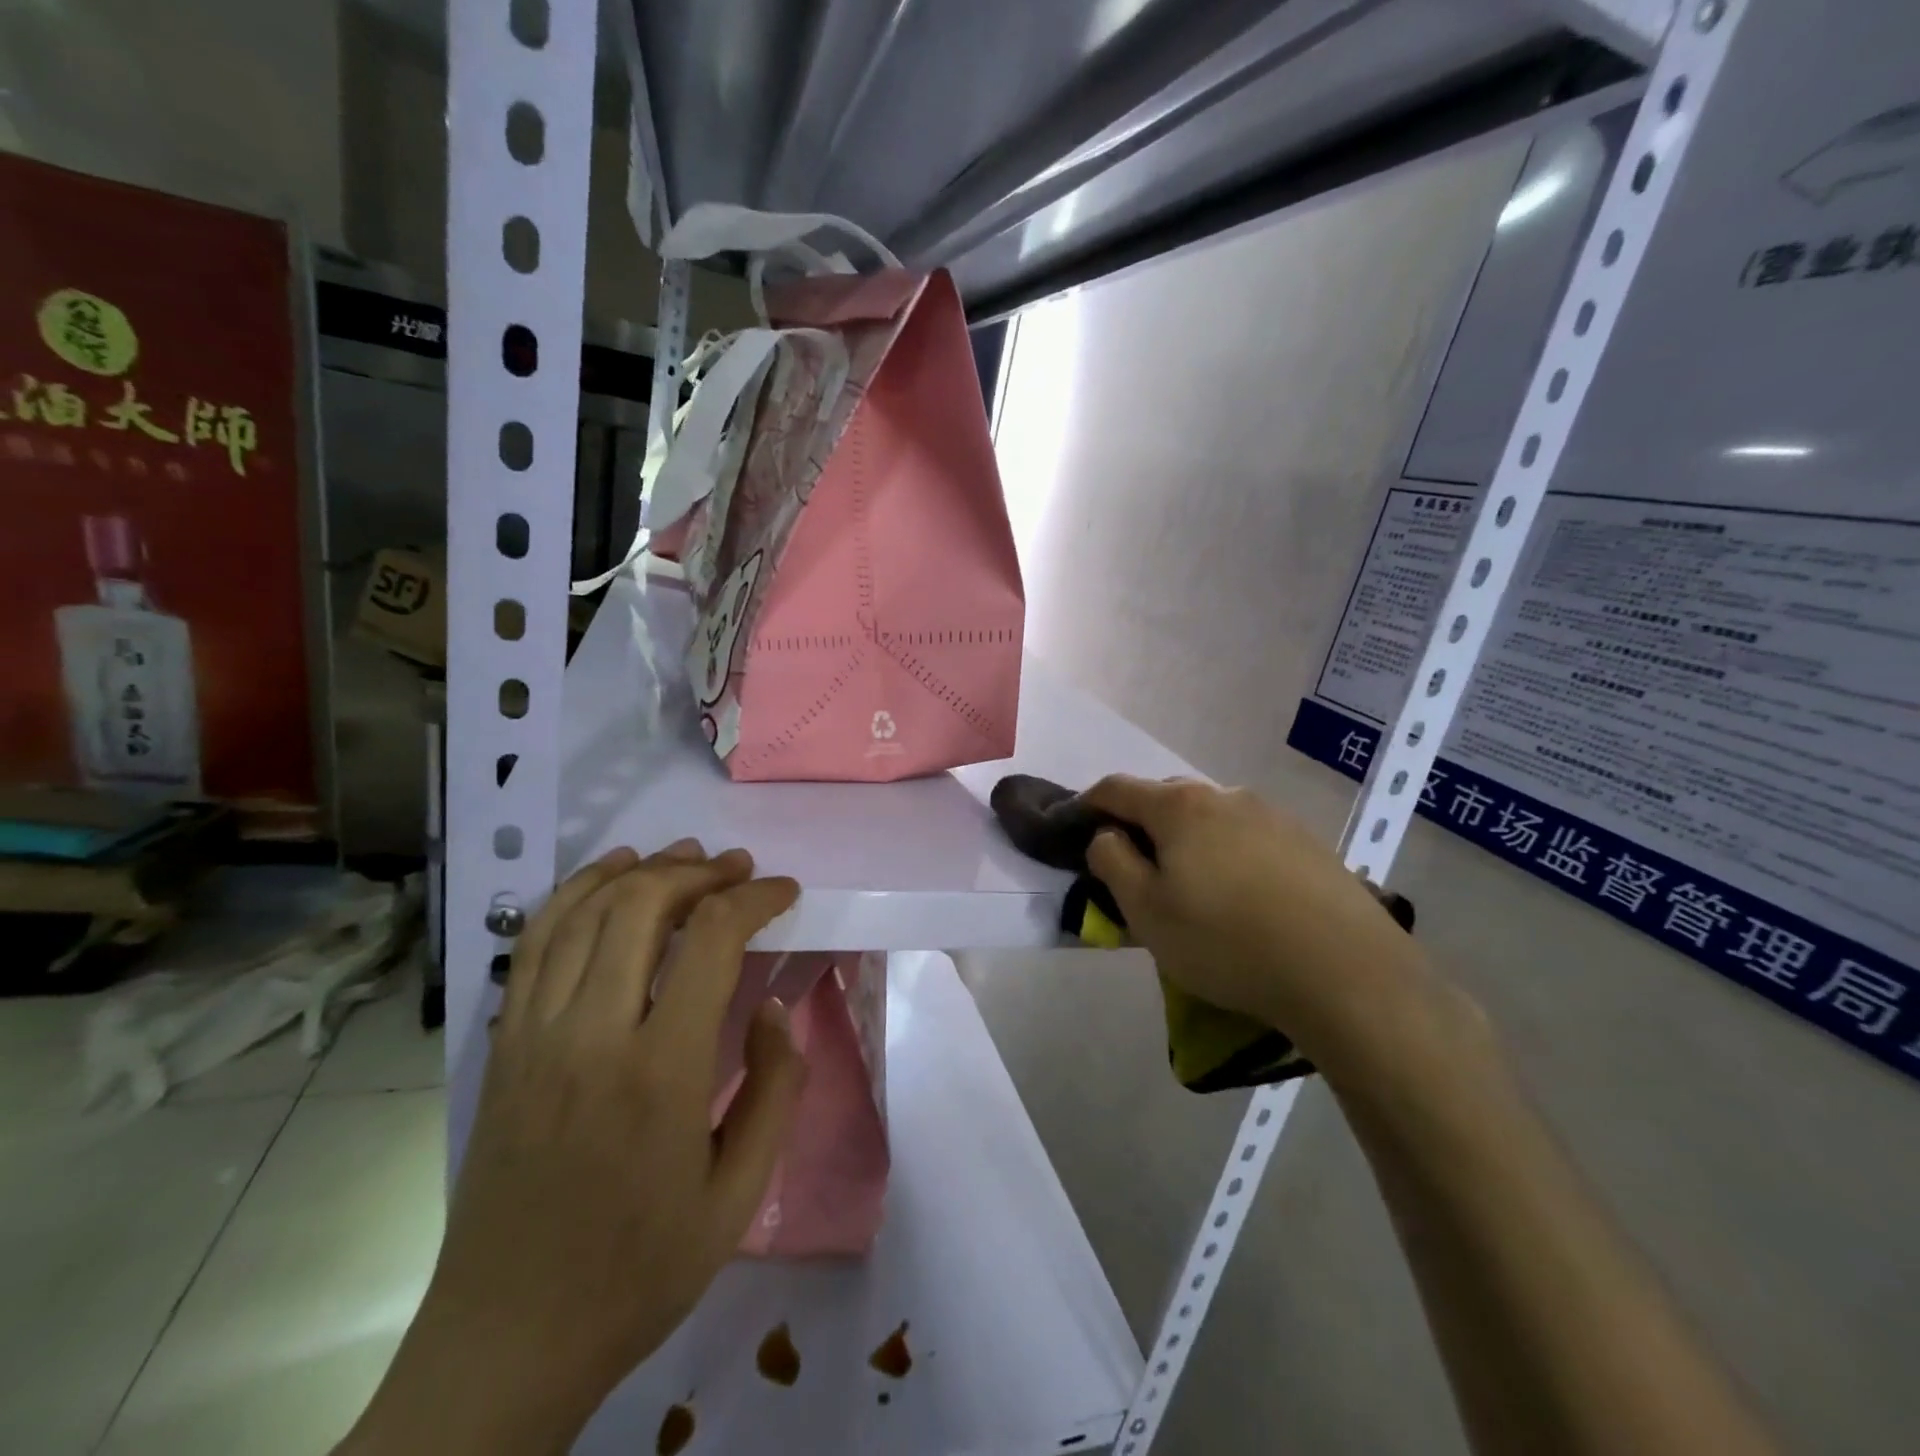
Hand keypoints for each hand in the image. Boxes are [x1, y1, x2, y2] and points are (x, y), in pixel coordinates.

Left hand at [343, 841, 803, 1454]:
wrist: (507, 1339)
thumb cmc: (639, 1268)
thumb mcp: (738, 1194)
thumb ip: (773, 1089)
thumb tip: (771, 1007)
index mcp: (660, 1070)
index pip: (712, 940)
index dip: (756, 898)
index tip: (785, 891)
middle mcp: (591, 1033)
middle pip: (643, 905)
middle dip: (701, 872)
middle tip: (739, 868)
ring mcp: (535, 1033)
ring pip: (587, 911)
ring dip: (642, 870)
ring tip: (686, 857)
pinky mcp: (503, 1044)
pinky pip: (536, 942)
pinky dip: (576, 893)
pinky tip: (609, 875)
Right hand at [1082, 776, 1437, 1066]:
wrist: (1346, 972)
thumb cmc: (1227, 942)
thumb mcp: (1147, 911)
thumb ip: (1112, 862)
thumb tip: (1106, 835)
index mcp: (1179, 807)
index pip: (1117, 788)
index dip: (1088, 804)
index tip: (1075, 828)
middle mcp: (1225, 796)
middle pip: (1166, 797)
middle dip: (1140, 822)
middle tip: (1134, 865)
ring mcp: (1272, 815)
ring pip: (1211, 816)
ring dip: (1188, 838)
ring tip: (1191, 883)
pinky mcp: (1308, 842)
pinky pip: (1248, 835)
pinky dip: (1228, 852)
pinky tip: (1241, 894)